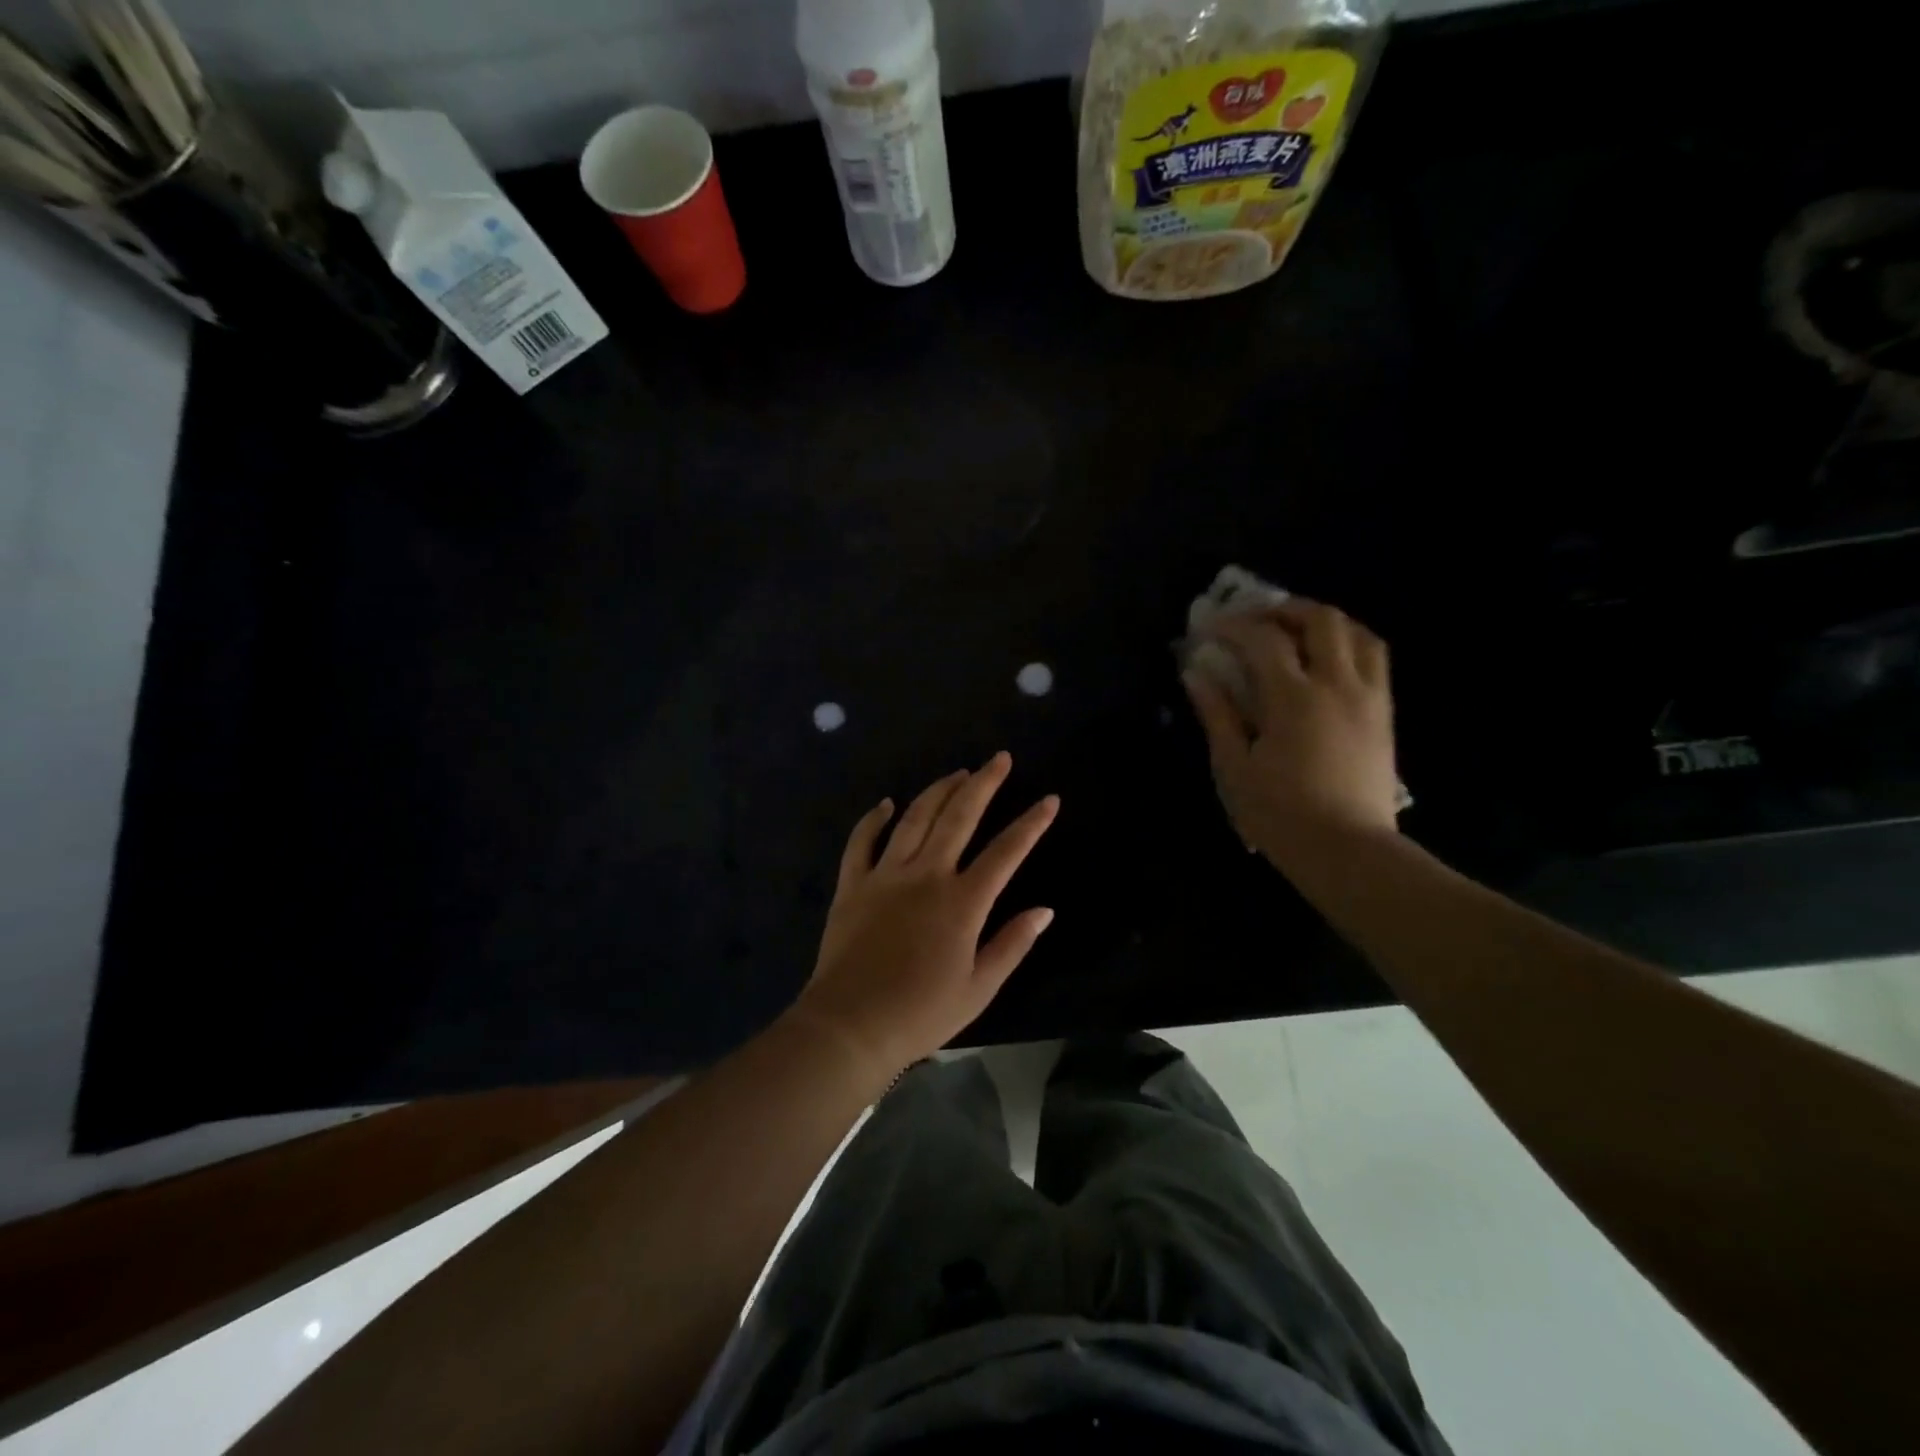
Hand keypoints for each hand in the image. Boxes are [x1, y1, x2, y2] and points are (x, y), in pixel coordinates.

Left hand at [791, 752, 1058, 1079]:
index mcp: (962, 901)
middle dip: (984, 783)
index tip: (1049, 799)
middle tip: (999, 759)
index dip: (1031, 823)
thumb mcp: (979, 988)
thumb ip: (1013, 944)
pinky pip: (862, 841)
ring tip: (957, 773)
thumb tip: (1045, 910)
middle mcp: (926, 875)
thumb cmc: (921, 1013)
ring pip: (915, 818)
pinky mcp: (853, 884)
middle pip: (959, 817)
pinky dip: (874, 818)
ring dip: (938, 791)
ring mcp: (886, 875)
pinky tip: (886, 803)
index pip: (1006, 852)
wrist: (850, 1026)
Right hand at [1183, 599, 1398, 868]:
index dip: (1233, 627)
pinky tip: (1327, 661)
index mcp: (1294, 698)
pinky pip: (1375, 658)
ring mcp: (1368, 697)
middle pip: (1321, 620)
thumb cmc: (1280, 813)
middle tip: (1256, 621)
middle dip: (1284, 610)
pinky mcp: (1385, 714)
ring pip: (1358, 632)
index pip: (1263, 640)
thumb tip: (1195, 674)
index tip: (1210, 630)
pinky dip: (1349, 643)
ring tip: (1296, 633)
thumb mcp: (1234, 767)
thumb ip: (1216, 714)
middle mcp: (1337, 685)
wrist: (1347, 851)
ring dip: (1324, 622)